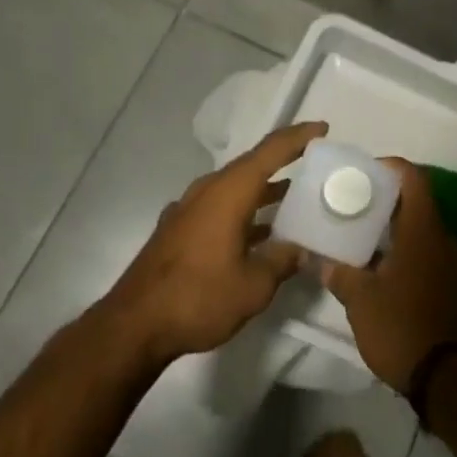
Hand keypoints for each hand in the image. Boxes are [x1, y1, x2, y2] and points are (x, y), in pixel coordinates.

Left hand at [101, 121, 326, 364]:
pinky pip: (221, 207)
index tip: (324, 129)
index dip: (299, 137)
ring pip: (236, 188)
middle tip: (316, 166)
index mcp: (229, 192)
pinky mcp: (180, 230)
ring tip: (296, 200)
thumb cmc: (199, 298)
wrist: (133, 328)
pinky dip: (246, 210)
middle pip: (253, 165)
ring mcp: (190, 210)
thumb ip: (284, 259)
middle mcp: (208, 191)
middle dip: (285, 162)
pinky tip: (261, 233)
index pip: (271, 151)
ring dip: (265, 190)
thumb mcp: (255, 285)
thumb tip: (305, 249)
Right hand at [316, 159, 456, 391]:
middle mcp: (442, 239)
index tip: (362, 173)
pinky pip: (426, 253)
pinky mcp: (450, 285)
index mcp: (423, 230)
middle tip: (350, 204)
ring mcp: (450, 263)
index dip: (390, 168)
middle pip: (416, 202)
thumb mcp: (360, 301)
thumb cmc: (403, 327)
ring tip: (357, 235)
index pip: (413, 178)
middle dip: (384, 199)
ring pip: (420, 230)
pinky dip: (403, 250)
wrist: (449, 377)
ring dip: (392, 228)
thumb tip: (317, 258)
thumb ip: (338, 273)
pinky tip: (378, 267)